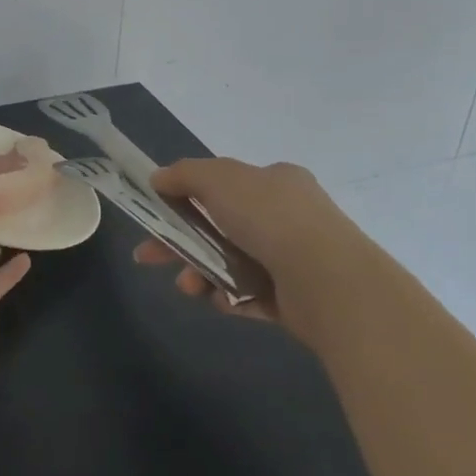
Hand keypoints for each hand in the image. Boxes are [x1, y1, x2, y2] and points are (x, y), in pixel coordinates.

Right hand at [132, 157, 358, 325]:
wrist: (328, 280)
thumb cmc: (270, 217)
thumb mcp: (219, 179)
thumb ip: (184, 174)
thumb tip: (157, 177)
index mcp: (275, 181)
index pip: (225, 184)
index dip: (187, 196)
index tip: (159, 212)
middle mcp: (286, 216)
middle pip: (220, 225)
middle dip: (181, 241)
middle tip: (148, 255)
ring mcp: (292, 258)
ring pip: (230, 262)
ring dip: (200, 272)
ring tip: (188, 287)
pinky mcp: (294, 298)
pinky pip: (249, 295)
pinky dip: (228, 297)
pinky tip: (218, 300)